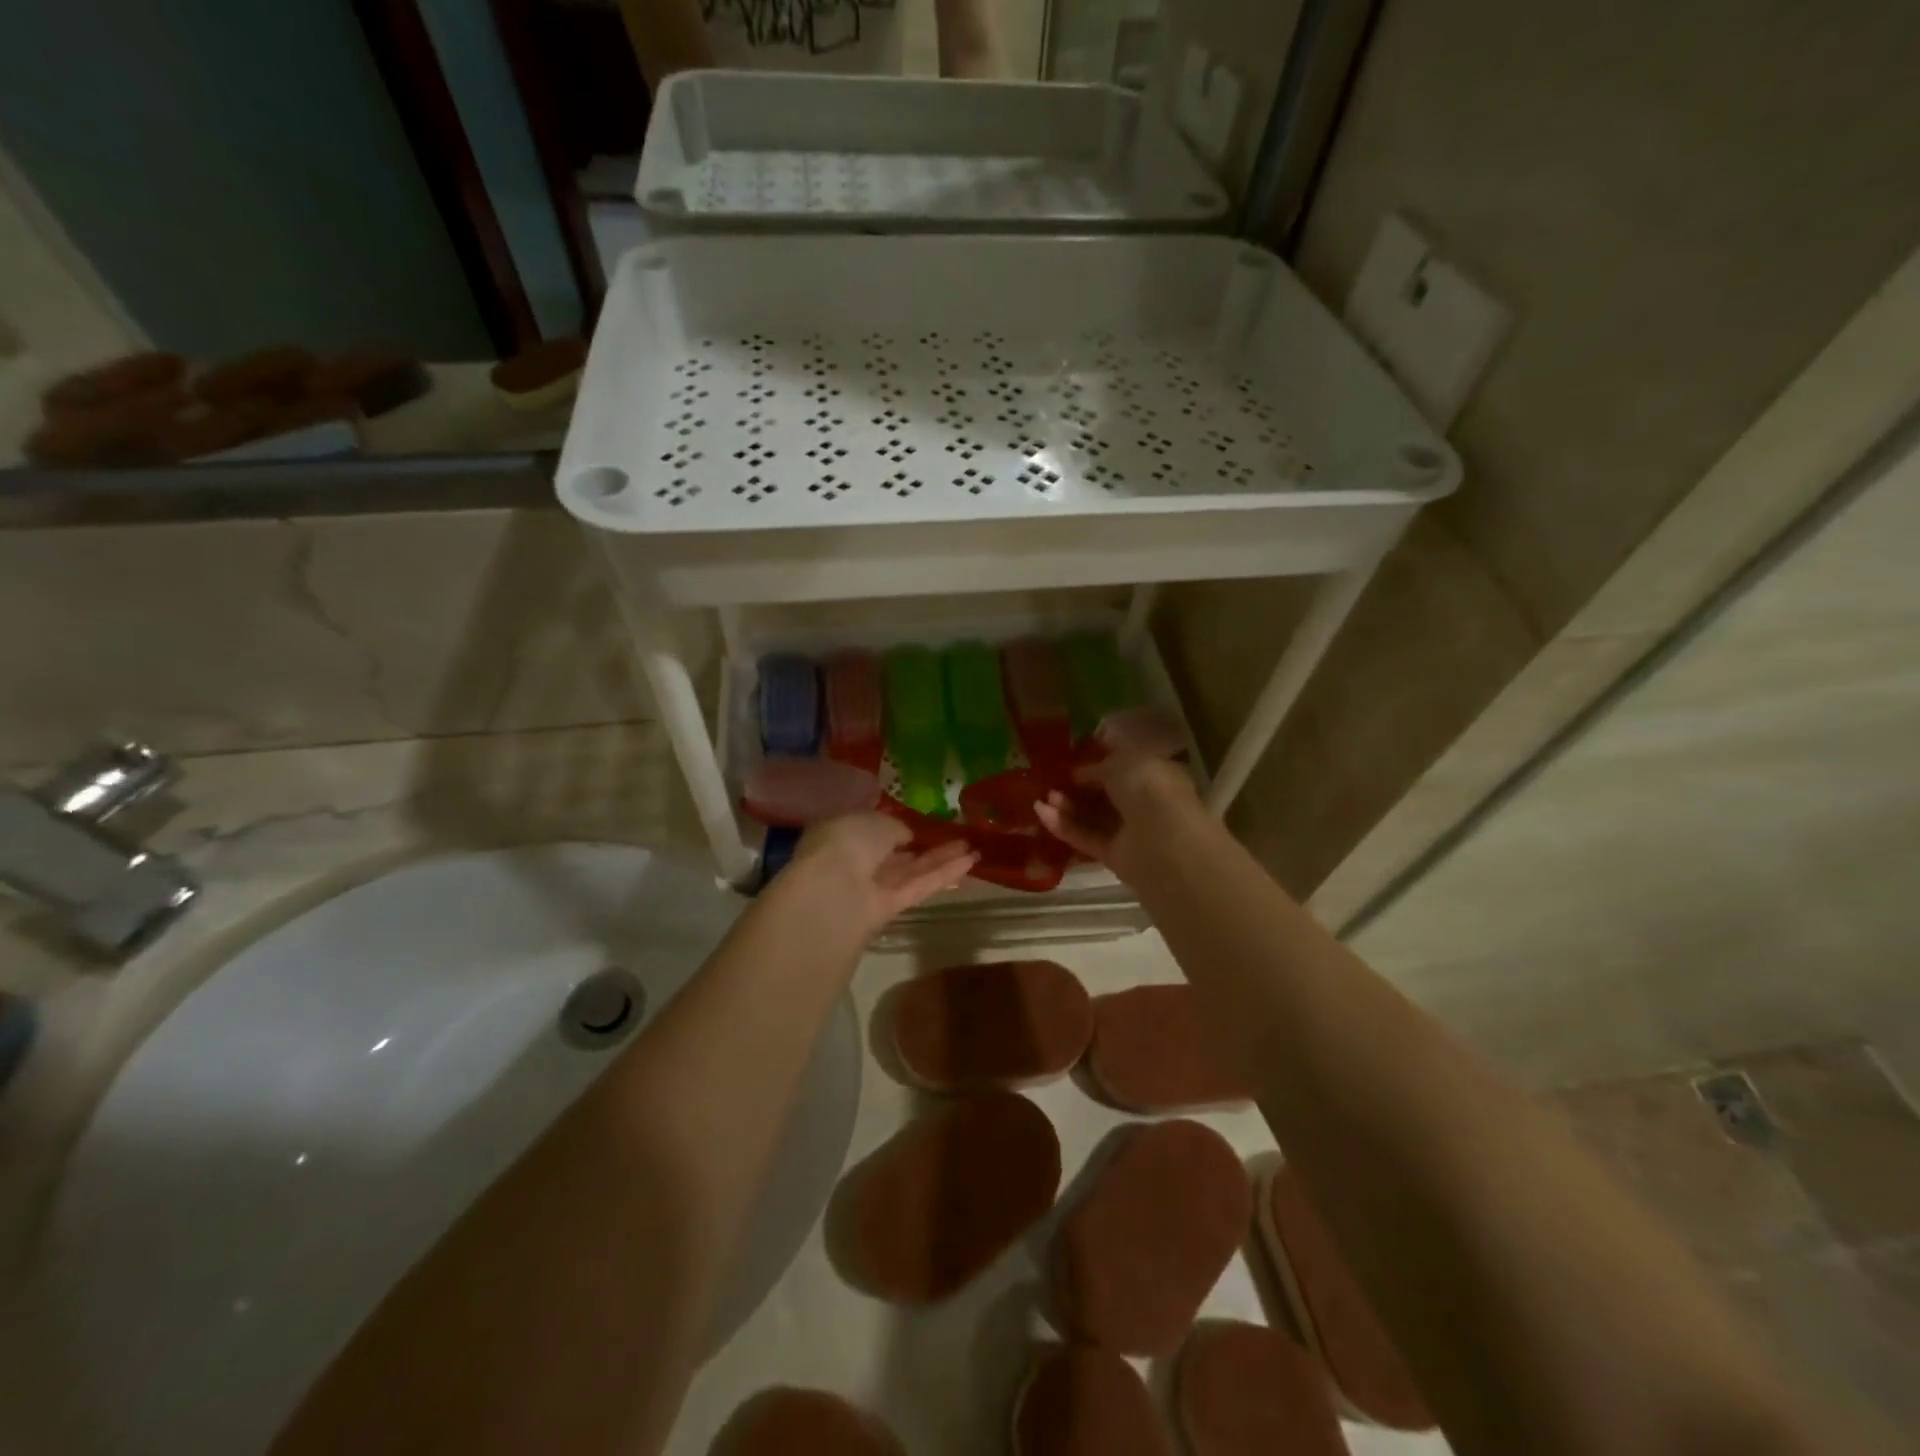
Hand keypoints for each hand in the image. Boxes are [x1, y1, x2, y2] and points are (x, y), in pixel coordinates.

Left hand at [788, 812, 976, 936]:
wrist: (830, 893)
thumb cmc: (846, 842)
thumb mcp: (875, 821)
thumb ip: (895, 827)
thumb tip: (906, 836)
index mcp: (841, 832)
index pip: (871, 827)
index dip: (897, 824)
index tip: (923, 819)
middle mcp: (855, 859)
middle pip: (895, 852)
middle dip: (925, 843)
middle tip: (958, 834)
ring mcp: (871, 887)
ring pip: (910, 870)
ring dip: (941, 858)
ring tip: (974, 847)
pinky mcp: (888, 909)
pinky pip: (917, 886)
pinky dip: (942, 875)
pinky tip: (969, 863)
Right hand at [1033, 752, 1203, 885]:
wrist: (1162, 841)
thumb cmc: (1148, 789)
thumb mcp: (1120, 763)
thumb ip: (1098, 767)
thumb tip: (1080, 774)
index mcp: (1155, 775)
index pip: (1124, 767)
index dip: (1098, 762)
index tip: (1071, 760)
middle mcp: (1145, 803)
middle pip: (1105, 794)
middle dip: (1078, 786)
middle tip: (1052, 779)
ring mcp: (1130, 832)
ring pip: (1093, 817)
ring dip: (1068, 805)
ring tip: (1044, 796)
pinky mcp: (1114, 856)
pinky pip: (1086, 837)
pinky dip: (1064, 826)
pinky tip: (1040, 812)